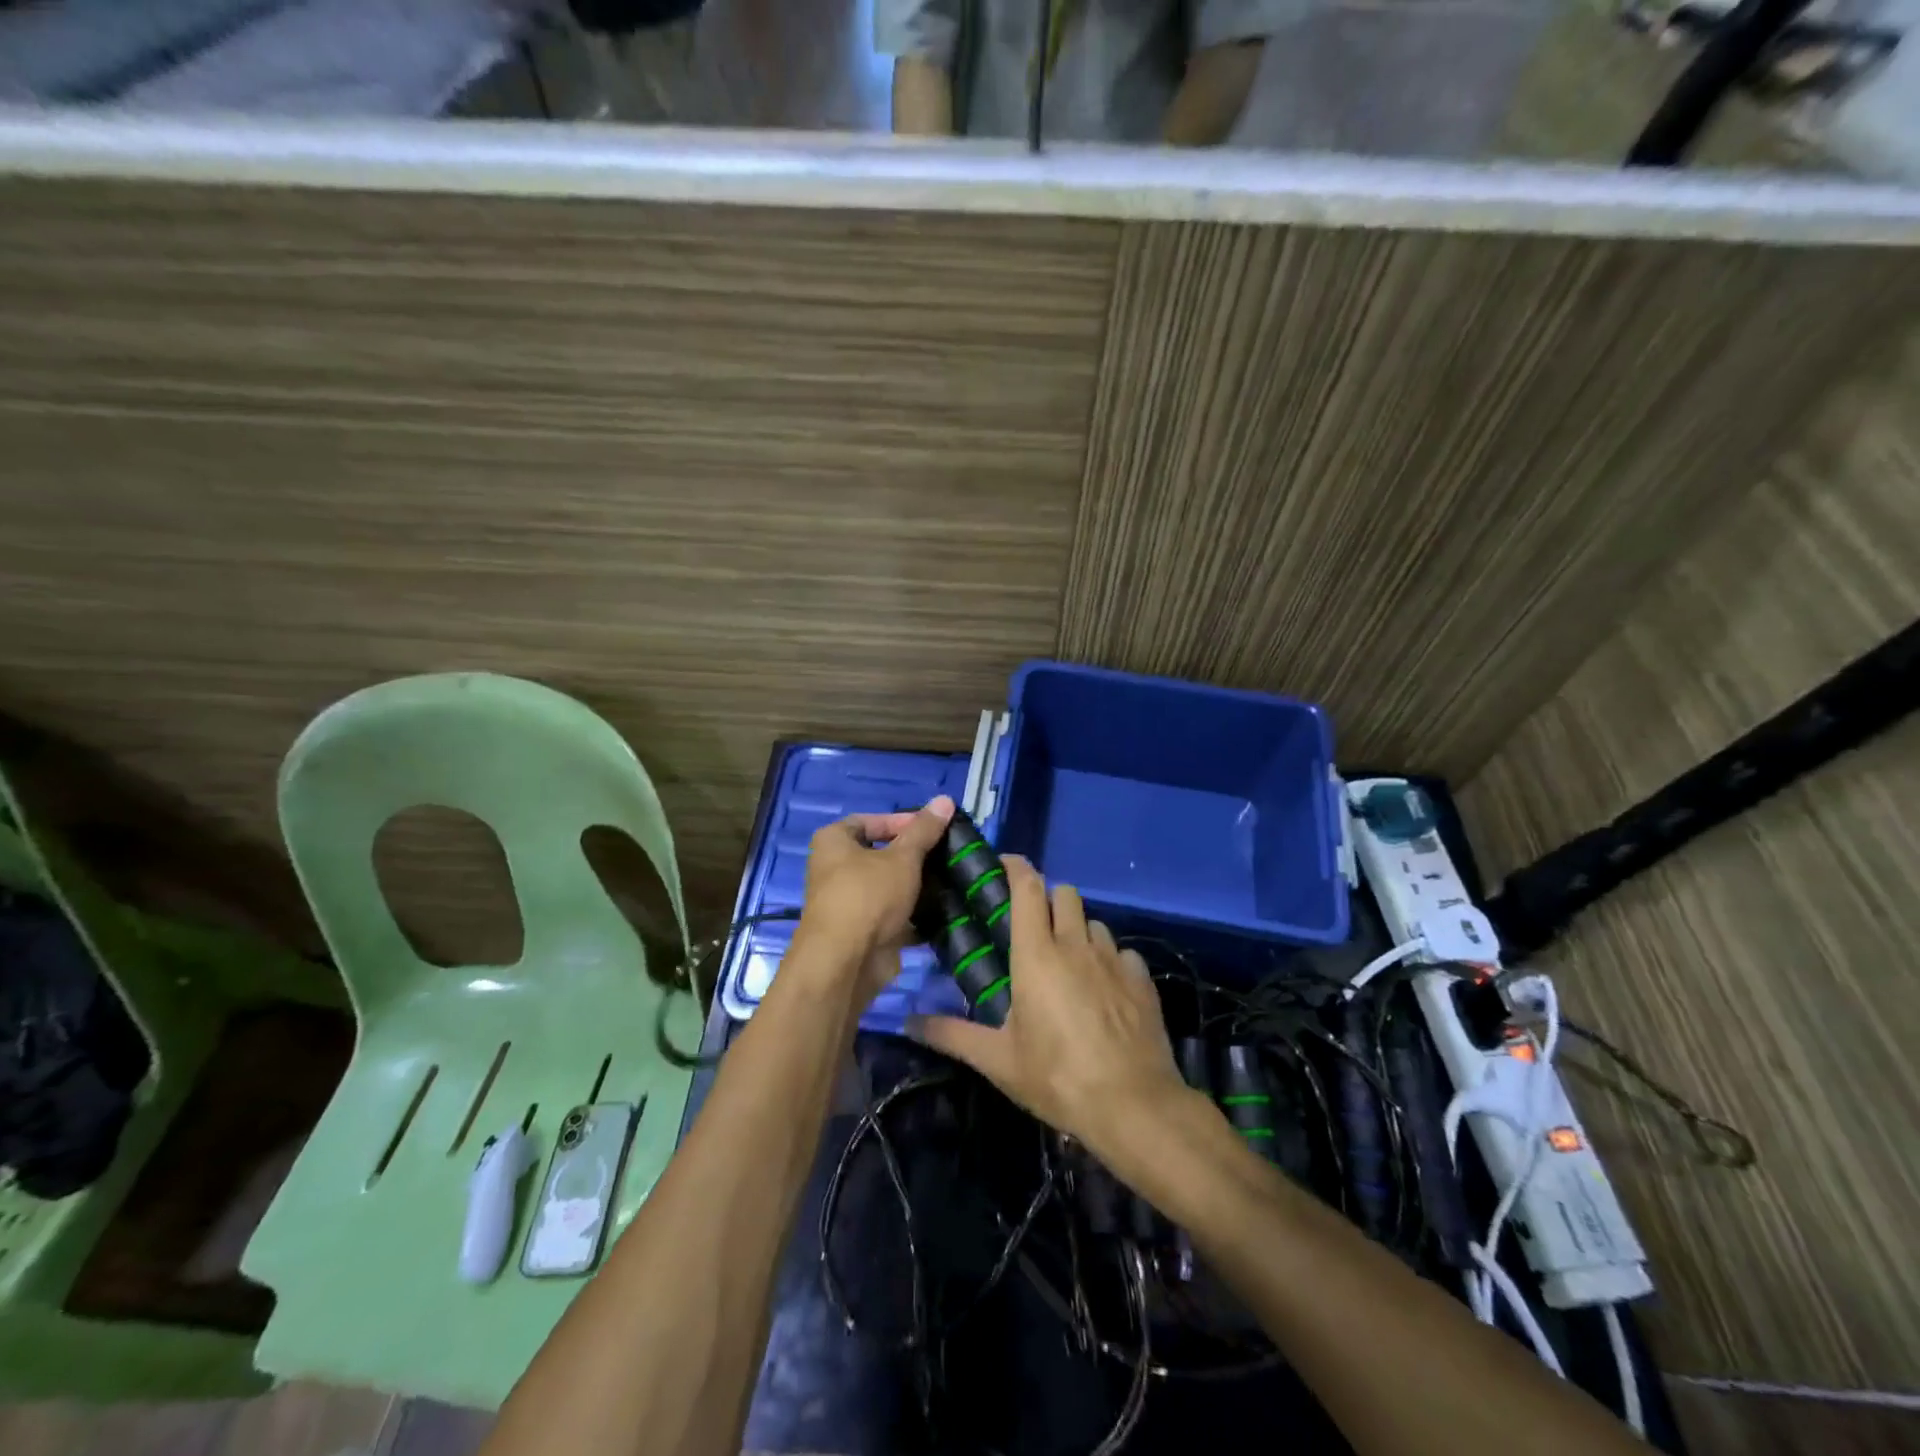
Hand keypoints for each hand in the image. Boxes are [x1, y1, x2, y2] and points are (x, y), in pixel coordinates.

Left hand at [794, 796, 954, 1003]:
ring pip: (888, 888)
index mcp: (833, 842)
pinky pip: (892, 916)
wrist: (846, 962)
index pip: (870, 821)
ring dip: (916, 888)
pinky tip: (943, 912)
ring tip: (951, 882)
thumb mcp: (902, 857)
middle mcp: (833, 869)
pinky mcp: (861, 932)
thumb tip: (945, 799)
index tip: (933, 829)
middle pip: (880, 855)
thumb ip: (924, 830)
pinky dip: (914, 916)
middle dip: (914, 857)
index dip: (902, 822)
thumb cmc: (869, 895)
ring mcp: (847, 903)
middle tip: (946, 855)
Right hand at [909, 856, 1191, 1154]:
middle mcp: (1076, 945)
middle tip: (1033, 929)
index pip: (1027, 888)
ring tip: (1069, 962)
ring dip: (1078, 930)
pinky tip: (1104, 988)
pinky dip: (1109, 959)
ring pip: (1094, 921)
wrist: (1133, 1105)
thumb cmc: (1057, 1078)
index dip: (1016, 867)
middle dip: (1048, 899)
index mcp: (1037, 954)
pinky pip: (1122, 952)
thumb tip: (907, 1021)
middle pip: (1065, 893)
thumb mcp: (999, 1061)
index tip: (1002, 865)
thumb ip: (952, 1035)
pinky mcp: (1142, 979)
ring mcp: (1113, 959)